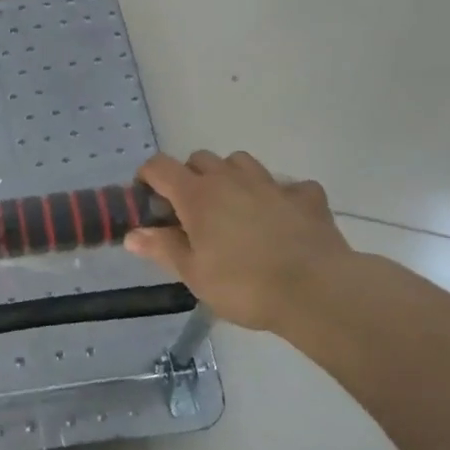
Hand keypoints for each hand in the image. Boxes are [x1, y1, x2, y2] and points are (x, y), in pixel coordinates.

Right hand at [124, 150, 350, 337]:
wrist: (317, 291)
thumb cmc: (244, 285)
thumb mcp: (194, 274)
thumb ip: (162, 248)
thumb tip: (132, 234)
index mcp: (197, 195)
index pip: (160, 166)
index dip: (147, 178)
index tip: (148, 201)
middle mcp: (230, 179)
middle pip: (199, 158)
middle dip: (189, 177)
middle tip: (190, 212)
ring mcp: (271, 184)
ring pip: (241, 162)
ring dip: (230, 176)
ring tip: (233, 208)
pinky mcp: (306, 197)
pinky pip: (287, 186)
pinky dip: (279, 196)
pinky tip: (281, 217)